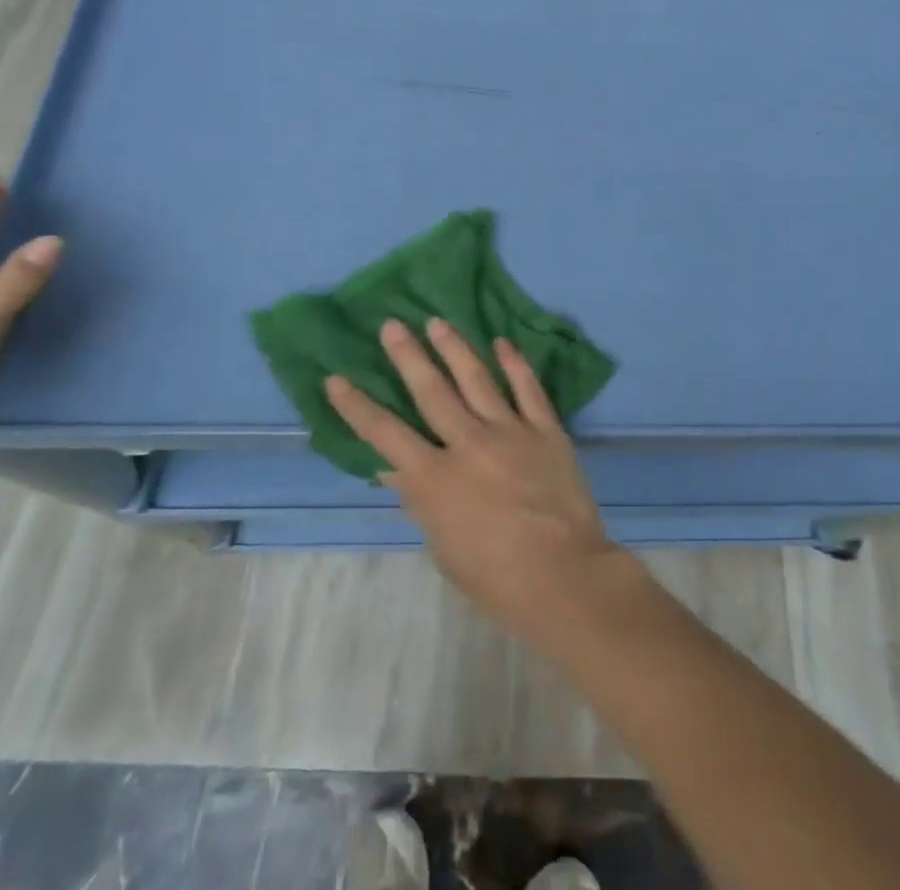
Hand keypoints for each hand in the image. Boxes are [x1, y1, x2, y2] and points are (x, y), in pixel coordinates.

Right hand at [325, 318, 645, 650]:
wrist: (563, 577)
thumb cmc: (495, 577)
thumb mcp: (443, 547)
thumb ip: (421, 501)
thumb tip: (394, 469)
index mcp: (434, 478)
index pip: (384, 434)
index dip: (357, 406)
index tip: (336, 378)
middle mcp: (468, 443)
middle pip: (431, 391)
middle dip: (408, 356)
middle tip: (392, 324)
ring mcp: (510, 431)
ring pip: (477, 379)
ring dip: (455, 348)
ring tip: (438, 322)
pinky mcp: (546, 430)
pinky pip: (528, 389)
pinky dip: (515, 363)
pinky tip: (502, 342)